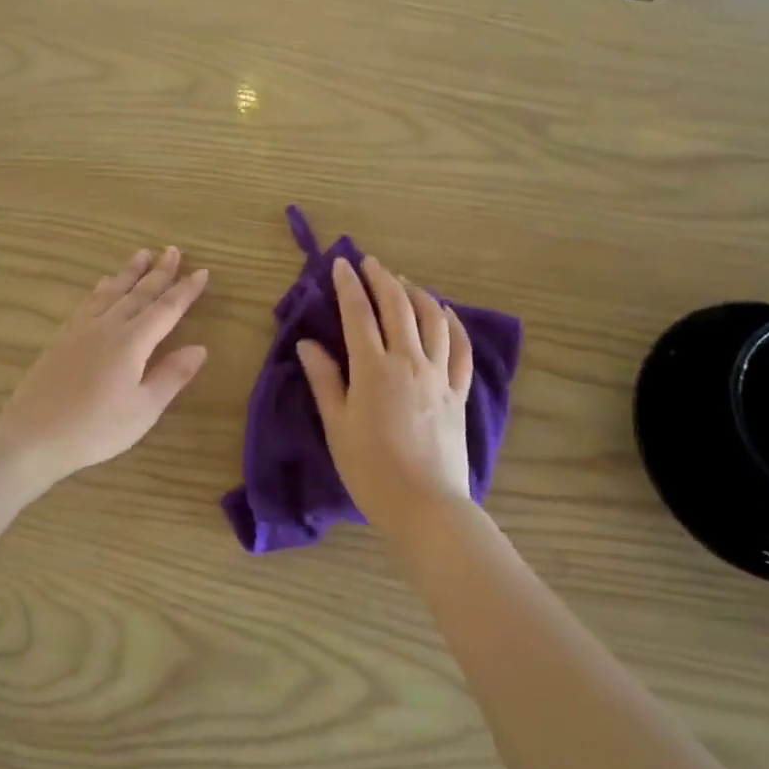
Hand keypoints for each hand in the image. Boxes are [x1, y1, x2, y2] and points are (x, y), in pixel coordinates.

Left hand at [0, 246, 209, 483]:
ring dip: (129, 271)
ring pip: (111, 291)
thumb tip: (200, 348)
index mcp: (132, 342)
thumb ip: (172, 376)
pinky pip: (88, 301)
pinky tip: (103, 284)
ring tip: (142, 253)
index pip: (166, 309)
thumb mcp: (144, 409)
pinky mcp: (62, 337)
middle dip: (160, 272)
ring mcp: (81, 329)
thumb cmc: (96, 428)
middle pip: (139, 293)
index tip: (202, 272)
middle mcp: (108, 326)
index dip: (186, 291)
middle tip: (174, 250)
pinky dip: (102, 287)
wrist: (33, 434)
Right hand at [298, 254, 472, 527]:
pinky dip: (454, 324)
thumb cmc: (371, 470)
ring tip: (403, 283)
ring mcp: (439, 375)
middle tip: (370, 262)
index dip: (349, 285)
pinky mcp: (458, 392)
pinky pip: (461, 349)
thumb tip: (307, 343)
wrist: (425, 506)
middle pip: (398, 307)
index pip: (359, 314)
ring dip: (417, 294)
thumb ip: (325, 380)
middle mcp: (409, 362)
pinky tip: (446, 313)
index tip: (341, 264)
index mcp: (374, 369)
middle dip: (383, 279)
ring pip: (433, 320)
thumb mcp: (337, 426)